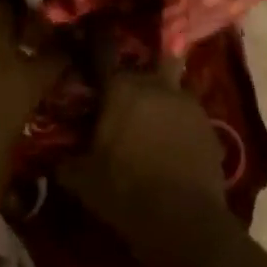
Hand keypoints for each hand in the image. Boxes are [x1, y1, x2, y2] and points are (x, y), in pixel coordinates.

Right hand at [57, 60, 236, 266]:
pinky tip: (170, 145)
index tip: (88, 46)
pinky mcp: (211, 127)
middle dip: (133, 78)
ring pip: (171, 88)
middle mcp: (157, 86)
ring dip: (159, 99)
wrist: (184, 220)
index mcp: (121, 89)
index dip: (94, 48)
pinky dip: (178, 124)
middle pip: (145, 66)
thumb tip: (55, 158)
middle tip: (121, 98)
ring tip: (149, 122)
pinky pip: (188, 116)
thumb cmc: (123, 191)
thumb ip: (65, 161)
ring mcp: (189, 105)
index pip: (103, 54)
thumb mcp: (81, 179)